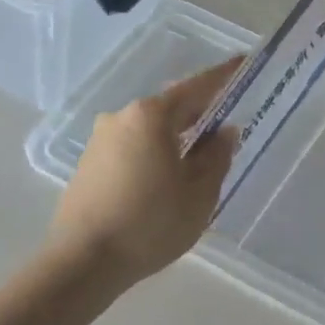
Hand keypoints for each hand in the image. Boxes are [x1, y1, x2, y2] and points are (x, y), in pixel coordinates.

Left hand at [43, 58, 242, 287]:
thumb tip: (225, 131)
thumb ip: (217, 157)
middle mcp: (122, 117)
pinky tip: (161, 180)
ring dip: (172, 139)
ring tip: (194, 162)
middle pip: (169, 108)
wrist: (83, 262)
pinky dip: (151, 154)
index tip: (241, 62)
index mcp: (151, 116)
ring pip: (148, 130)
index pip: (196, 88)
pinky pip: (130, 148)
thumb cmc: (150, 224)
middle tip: (222, 124)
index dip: (222, 77)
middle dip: (196, 114)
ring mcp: (100, 140)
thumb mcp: (199, 194)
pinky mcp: (87, 163)